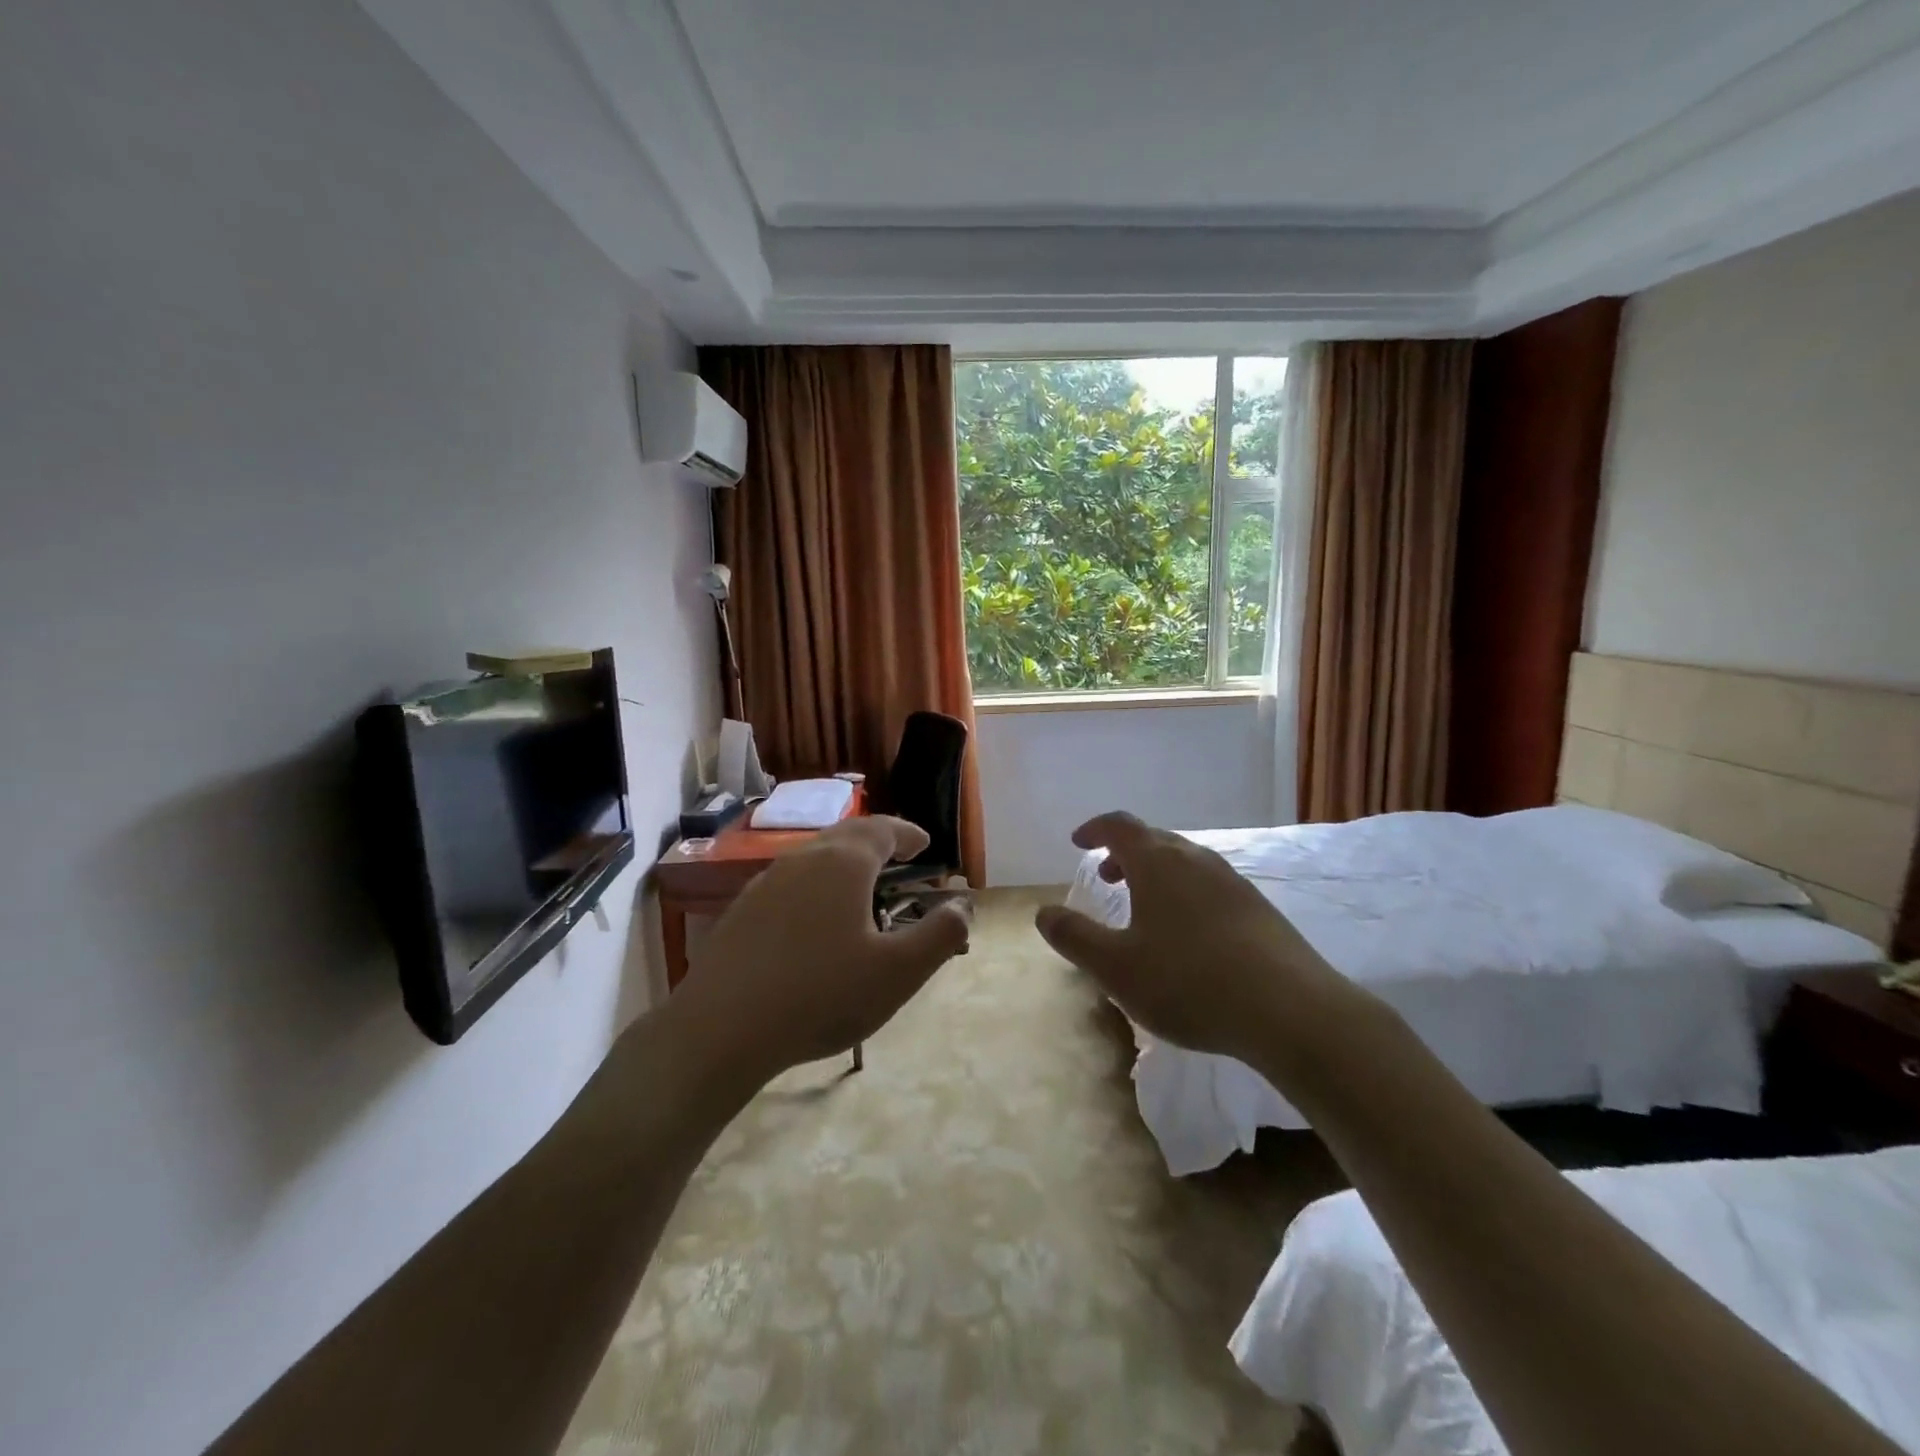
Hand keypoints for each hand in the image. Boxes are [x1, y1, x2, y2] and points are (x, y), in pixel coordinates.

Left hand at [668, 816, 969, 1085]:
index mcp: (844, 862)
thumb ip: (940, 935)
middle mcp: (803, 859)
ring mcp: (766, 883)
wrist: (720, 1029)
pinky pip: (791, 884)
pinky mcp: (742, 911)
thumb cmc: (822, 995)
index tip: (924, 844)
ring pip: (815, 859)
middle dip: (878, 843)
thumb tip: (963, 907)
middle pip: (846, 837)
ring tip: (863, 890)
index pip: (883, 829)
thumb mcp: (898, 972)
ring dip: (845, 865)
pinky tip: (816, 923)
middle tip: (899, 858)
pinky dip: (816, 888)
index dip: (908, 833)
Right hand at [1034, 811, 1349, 1066]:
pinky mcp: (1258, 908)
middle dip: (1124, 853)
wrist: (1291, 1011)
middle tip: (1106, 876)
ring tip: (1143, 907)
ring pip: (1184, 863)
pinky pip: (1209, 885)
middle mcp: (1196, 860)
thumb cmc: (1189, 982)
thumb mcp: (1116, 967)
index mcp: (1158, 863)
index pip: (1119, 826)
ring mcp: (1232, 882)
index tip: (1077, 843)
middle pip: (1153, 840)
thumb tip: (1044, 913)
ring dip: (1156, 874)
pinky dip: (1185, 893)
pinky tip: (1188, 933)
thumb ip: (1075, 937)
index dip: (1095, 829)